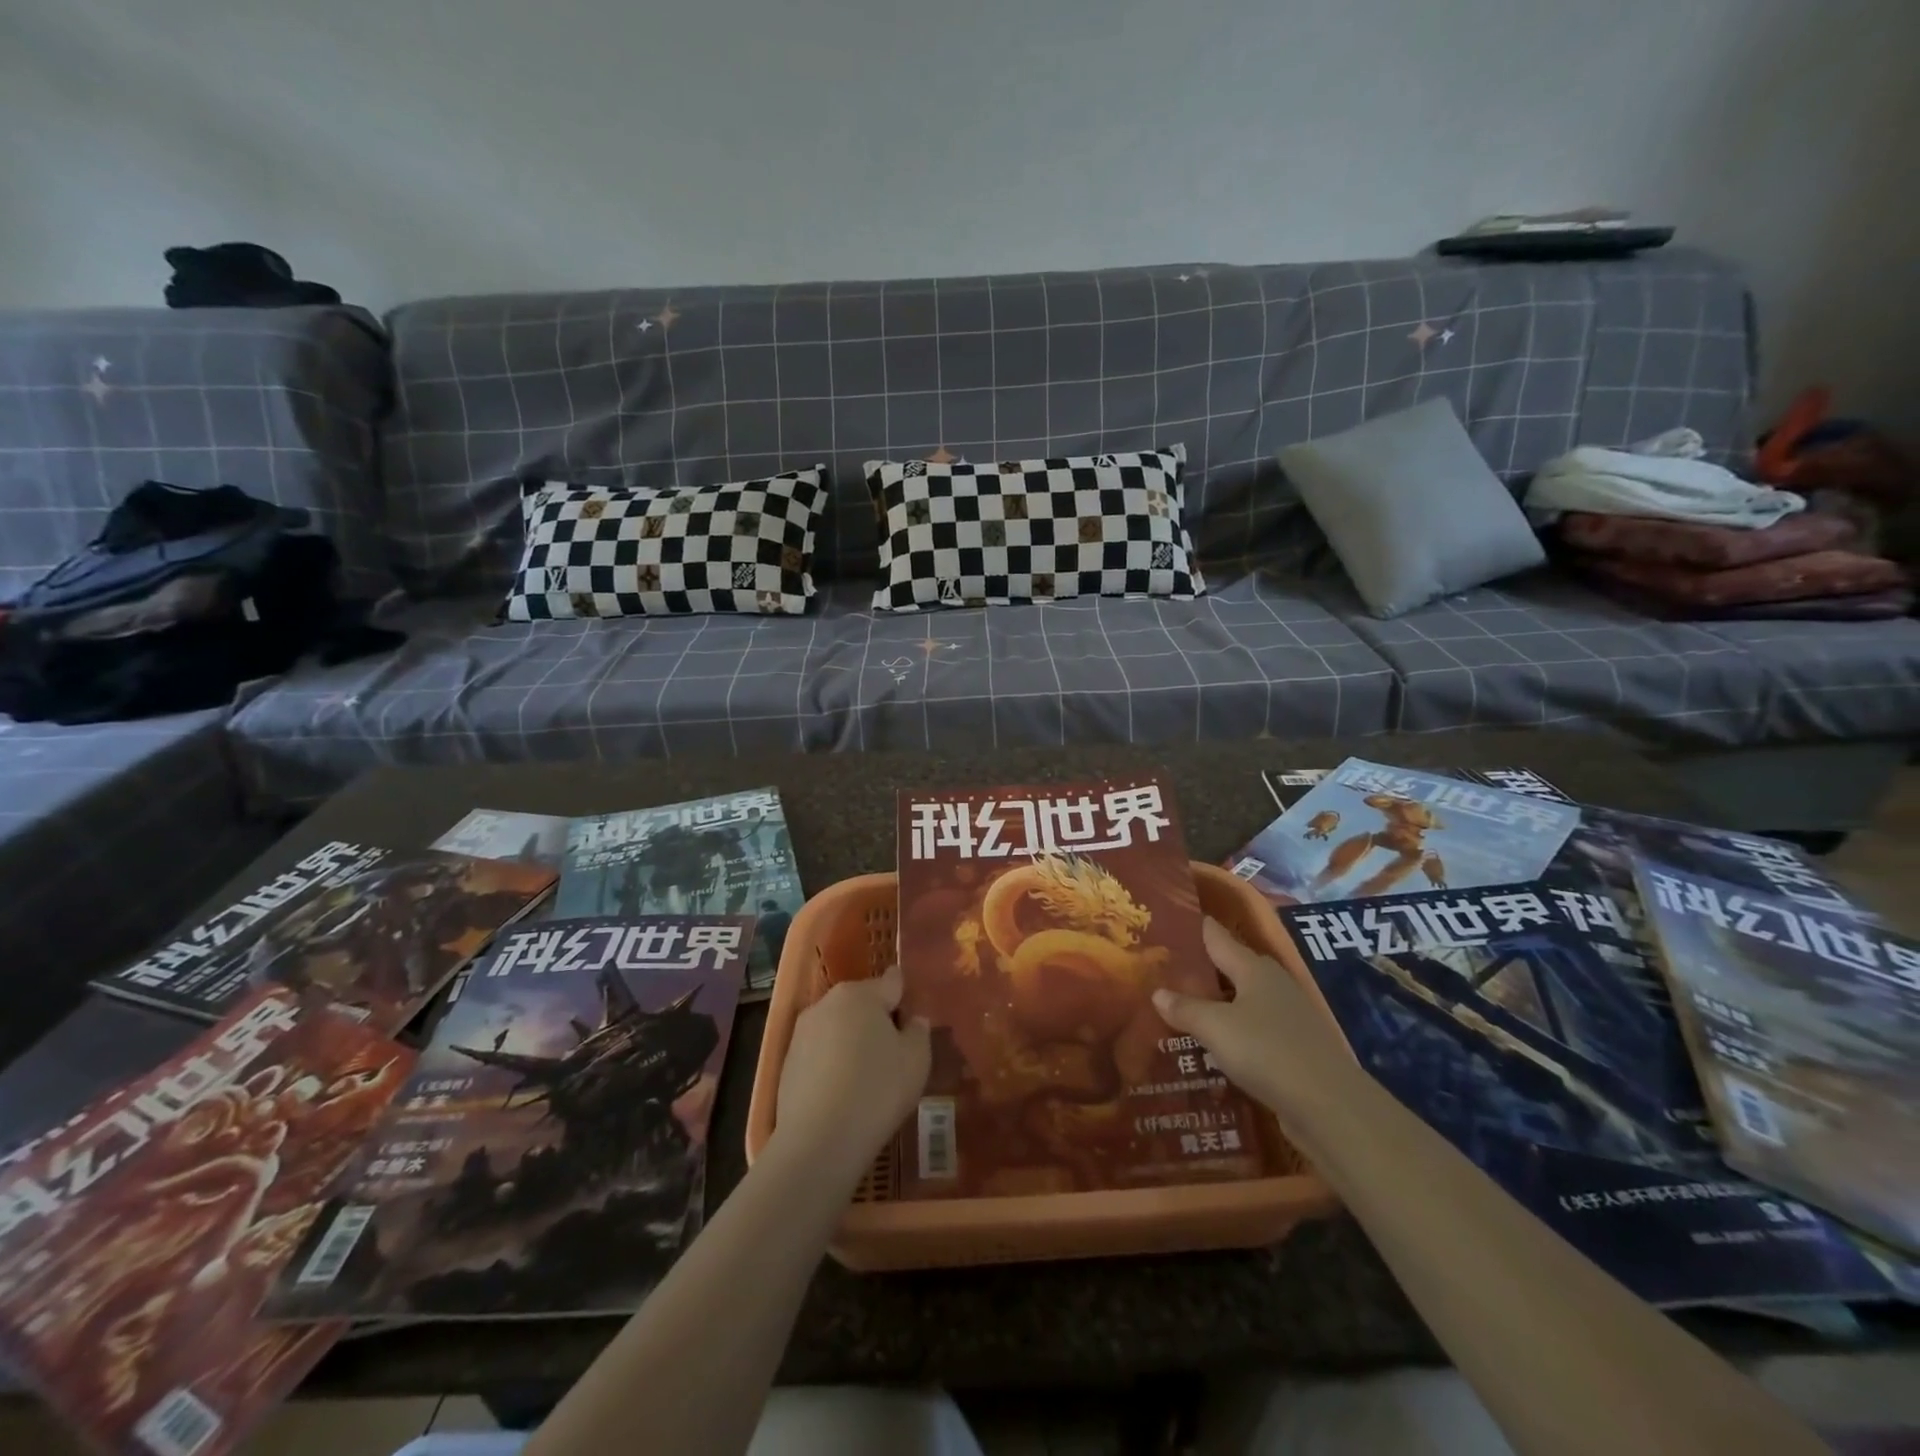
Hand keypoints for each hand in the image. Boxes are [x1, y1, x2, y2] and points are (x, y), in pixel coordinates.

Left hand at [771, 964, 930, 1189]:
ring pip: (838, 1027)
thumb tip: (912, 1020)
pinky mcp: (787, 1061)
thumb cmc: (877, 1090)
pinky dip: (833, 1064)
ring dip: (853, 1041)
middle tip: (894, 1054)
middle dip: (877, 1020)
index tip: (912, 1022)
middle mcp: (828, 1002)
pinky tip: (843, 1093)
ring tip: (867, 1077)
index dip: (905, 998)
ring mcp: (802, 1031)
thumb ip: (918, 1031)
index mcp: (861, 993)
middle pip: (862, 1002)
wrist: (819, 1140)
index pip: (892, 982)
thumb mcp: (916, 1060)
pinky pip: (820, 1053)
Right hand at [1153, 917, 1353, 1119]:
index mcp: (1253, 968)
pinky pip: (1254, 1028)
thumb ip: (1185, 1009)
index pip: (1217, 936)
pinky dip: (1232, 1031)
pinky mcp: (1294, 1046)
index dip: (1194, 927)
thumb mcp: (1215, 1027)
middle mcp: (1272, 984)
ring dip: (1216, 1003)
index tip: (1168, 921)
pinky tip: (1214, 1044)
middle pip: (1231, 966)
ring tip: (1182, 1007)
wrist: (1329, 1106)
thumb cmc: (1266, 1051)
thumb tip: (1157, 992)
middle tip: (1165, 969)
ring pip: (1243, 999)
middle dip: (1201, 967)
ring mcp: (1288, 1016)